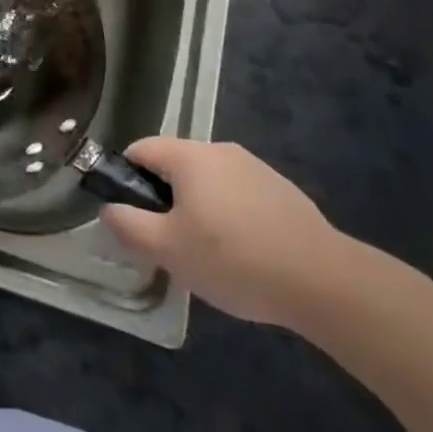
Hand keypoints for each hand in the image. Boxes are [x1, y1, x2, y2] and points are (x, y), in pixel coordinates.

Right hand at [99, 138, 352, 325]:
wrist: (323, 281)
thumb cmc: (234, 258)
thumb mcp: (168, 249)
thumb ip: (128, 225)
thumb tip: (109, 208)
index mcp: (189, 155)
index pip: (140, 149)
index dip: (126, 179)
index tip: (132, 217)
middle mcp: (220, 150)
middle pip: (174, 166)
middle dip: (164, 200)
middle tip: (170, 243)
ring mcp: (255, 168)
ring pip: (208, 182)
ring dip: (198, 209)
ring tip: (209, 255)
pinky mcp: (281, 191)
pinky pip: (238, 195)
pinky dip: (230, 217)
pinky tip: (244, 255)